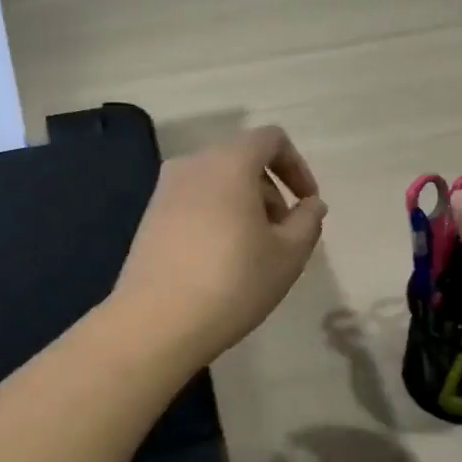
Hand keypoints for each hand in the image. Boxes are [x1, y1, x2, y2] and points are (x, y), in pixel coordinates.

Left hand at [113, 126, 327, 362]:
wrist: (156, 321)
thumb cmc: (232, 282)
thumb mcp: (287, 255)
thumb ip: (307, 221)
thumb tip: (311, 204)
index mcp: (229, 162)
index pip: (271, 139)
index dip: (297, 166)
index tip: (307, 204)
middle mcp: (192, 164)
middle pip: (242, 160)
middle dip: (271, 190)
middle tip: (283, 235)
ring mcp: (165, 189)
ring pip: (217, 182)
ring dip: (243, 205)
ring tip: (253, 251)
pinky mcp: (149, 216)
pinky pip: (194, 201)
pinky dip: (216, 216)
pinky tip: (219, 260)